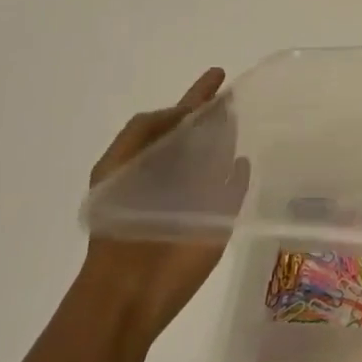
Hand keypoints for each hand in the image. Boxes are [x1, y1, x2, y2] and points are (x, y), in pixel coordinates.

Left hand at [82, 67, 249, 338]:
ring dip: (227, 138)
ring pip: (219, 158)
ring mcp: (199, 197)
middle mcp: (176, 175)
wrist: (130, 287)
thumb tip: (184, 112)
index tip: (217, 74)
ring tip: (242, 114)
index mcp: (149, 161)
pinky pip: (234, 189)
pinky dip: (240, 175)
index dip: (195, 97)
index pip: (177, 120)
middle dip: (214, 113)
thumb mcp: (115, 166)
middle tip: (234, 91)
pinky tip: (245, 162)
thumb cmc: (120, 221)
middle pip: (200, 136)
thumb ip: (144, 131)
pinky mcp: (217, 219)